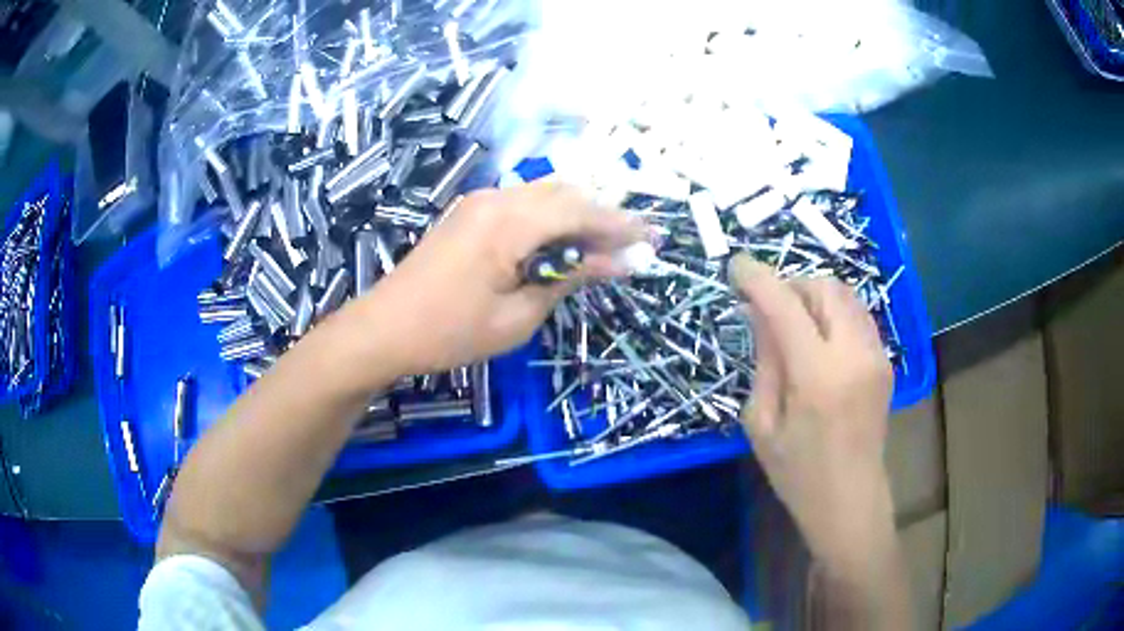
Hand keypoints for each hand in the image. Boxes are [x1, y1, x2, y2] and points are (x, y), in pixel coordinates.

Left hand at [349, 181, 647, 375]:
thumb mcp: (518, 316)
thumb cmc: (449, 332)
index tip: (653, 240)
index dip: (621, 225)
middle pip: (566, 193)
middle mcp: (497, 199)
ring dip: (579, 215)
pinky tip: (565, 241)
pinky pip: (524, 203)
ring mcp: (480, 202)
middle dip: (604, 216)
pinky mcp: (470, 212)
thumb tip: (616, 263)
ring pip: (546, 194)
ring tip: (607, 245)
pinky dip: (552, 218)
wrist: (385, 328)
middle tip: (635, 244)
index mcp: (509, 223)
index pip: (581, 211)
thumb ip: (568, 279)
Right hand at [728, 254, 894, 573]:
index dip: (757, 278)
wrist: (851, 501)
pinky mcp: (885, 361)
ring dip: (813, 295)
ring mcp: (876, 355)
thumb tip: (760, 313)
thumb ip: (765, 360)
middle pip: (823, 286)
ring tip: (792, 321)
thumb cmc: (798, 473)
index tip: (735, 266)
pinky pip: (856, 315)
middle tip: (767, 306)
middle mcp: (853, 354)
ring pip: (844, 295)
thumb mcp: (762, 423)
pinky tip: (818, 338)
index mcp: (817, 375)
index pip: (785, 304)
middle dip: (790, 284)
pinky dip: (832, 312)